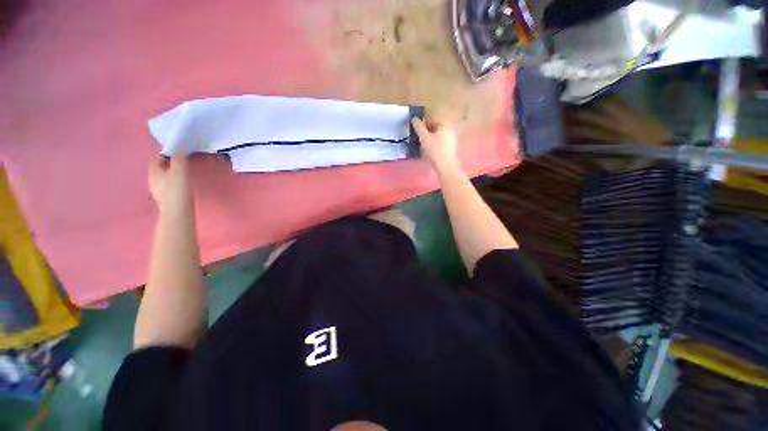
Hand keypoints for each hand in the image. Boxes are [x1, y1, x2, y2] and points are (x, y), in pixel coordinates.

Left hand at [148, 147, 192, 213]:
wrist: (178, 213)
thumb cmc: (177, 190)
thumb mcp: (179, 170)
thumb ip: (180, 156)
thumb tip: (181, 143)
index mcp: (153, 171)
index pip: (156, 159)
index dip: (166, 155)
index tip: (178, 154)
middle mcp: (152, 180)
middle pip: (160, 169)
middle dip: (169, 165)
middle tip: (183, 163)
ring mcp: (158, 191)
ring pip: (164, 178)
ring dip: (172, 175)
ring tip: (185, 174)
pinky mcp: (166, 199)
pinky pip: (169, 187)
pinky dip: (175, 184)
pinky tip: (183, 187)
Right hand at [411, 118, 459, 171]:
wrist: (445, 166)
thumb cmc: (434, 150)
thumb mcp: (424, 137)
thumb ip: (419, 127)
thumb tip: (414, 119)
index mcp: (445, 124)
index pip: (432, 120)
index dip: (422, 124)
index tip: (416, 131)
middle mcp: (450, 130)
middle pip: (435, 128)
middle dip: (426, 132)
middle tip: (418, 139)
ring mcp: (452, 139)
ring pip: (437, 136)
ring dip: (429, 139)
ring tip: (422, 145)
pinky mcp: (451, 148)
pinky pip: (440, 143)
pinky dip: (434, 144)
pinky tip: (429, 151)